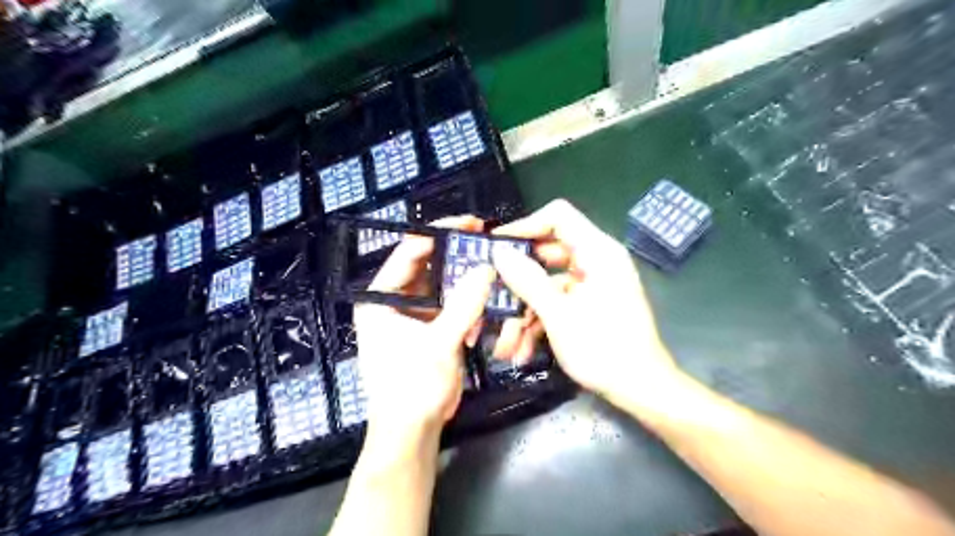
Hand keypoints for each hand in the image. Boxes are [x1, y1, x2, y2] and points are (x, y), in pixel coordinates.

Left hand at [354, 213, 495, 444]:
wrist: (412, 431)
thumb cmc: (412, 387)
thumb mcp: (438, 343)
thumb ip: (464, 304)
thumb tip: (486, 268)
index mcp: (380, 297)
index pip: (409, 252)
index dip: (439, 233)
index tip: (470, 223)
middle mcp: (394, 301)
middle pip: (429, 266)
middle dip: (457, 256)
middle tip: (486, 241)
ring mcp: (413, 315)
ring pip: (443, 286)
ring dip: (466, 283)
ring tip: (491, 276)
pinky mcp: (430, 329)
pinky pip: (451, 306)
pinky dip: (468, 307)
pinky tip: (483, 314)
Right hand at [493, 199, 686, 410]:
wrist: (642, 390)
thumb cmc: (604, 348)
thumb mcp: (559, 314)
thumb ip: (527, 280)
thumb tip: (500, 252)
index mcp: (597, 251)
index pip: (558, 217)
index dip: (525, 226)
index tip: (497, 247)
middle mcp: (595, 261)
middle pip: (546, 254)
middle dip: (517, 281)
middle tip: (490, 294)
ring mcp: (591, 285)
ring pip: (547, 284)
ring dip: (524, 312)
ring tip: (505, 344)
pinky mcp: (588, 305)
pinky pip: (557, 302)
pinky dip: (539, 323)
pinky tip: (522, 350)